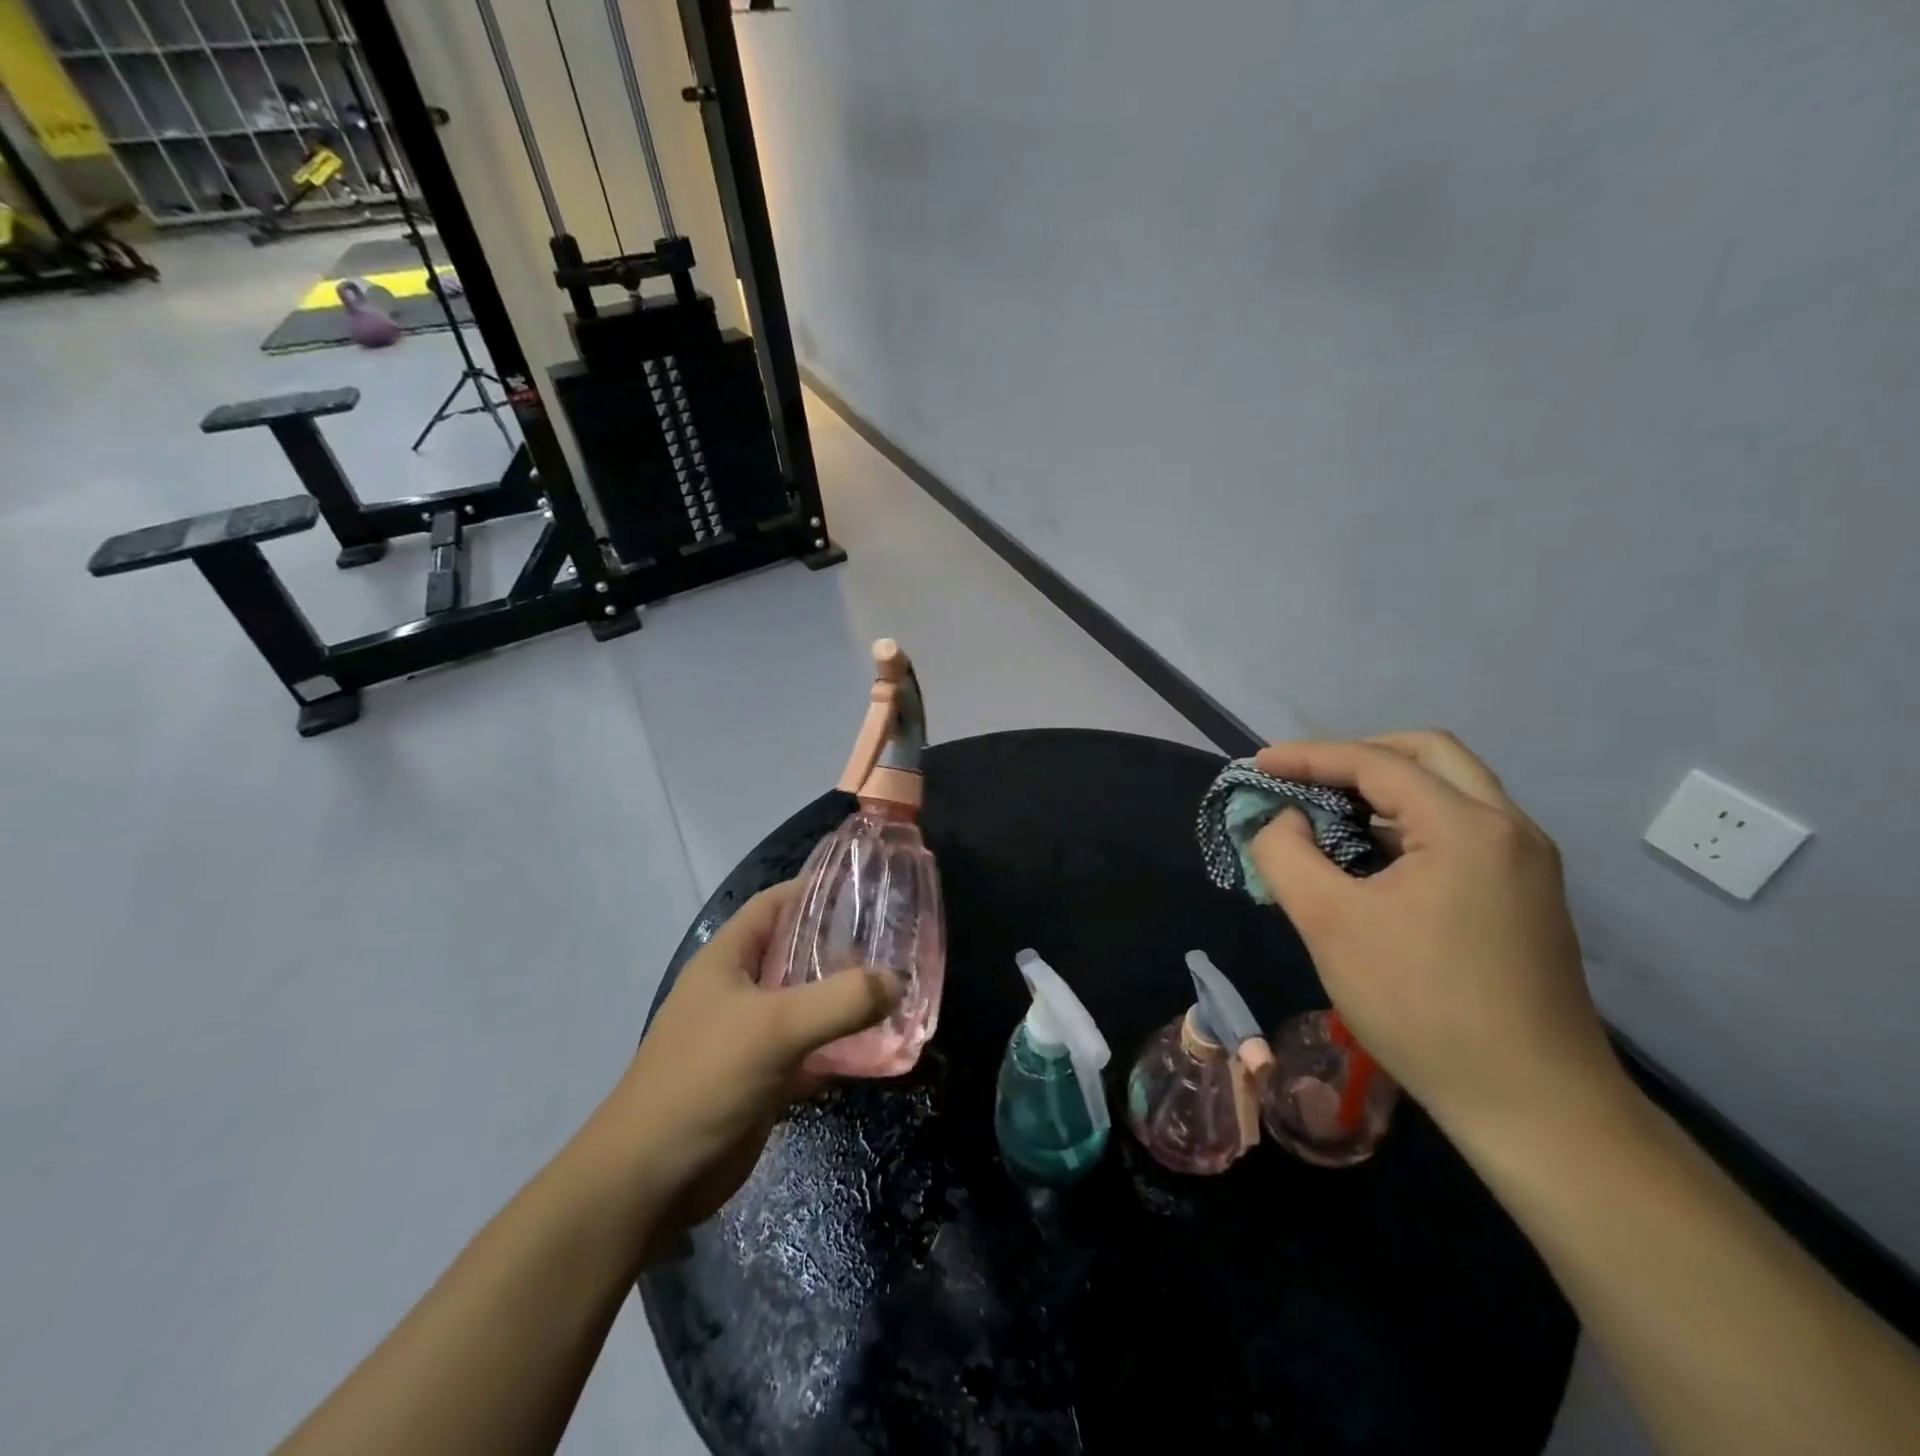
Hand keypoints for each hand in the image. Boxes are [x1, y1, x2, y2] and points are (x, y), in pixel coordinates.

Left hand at [589, 881, 898, 1257]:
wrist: (650, 1181)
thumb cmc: (703, 1079)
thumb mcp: (774, 1028)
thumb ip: (840, 1001)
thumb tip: (896, 982)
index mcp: (728, 959)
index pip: (774, 905)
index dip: (816, 889)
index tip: (868, 887)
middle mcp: (739, 990)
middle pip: (797, 953)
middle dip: (843, 947)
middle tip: (897, 941)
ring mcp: (750, 1036)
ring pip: (808, 1005)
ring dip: (847, 1001)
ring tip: (899, 990)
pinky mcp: (764, 1079)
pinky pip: (812, 1052)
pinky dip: (842, 1049)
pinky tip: (883, 1049)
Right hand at [1249, 731, 1625, 1137]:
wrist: (1533, 1104)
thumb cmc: (1421, 1006)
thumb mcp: (1327, 923)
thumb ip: (1285, 854)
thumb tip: (1284, 819)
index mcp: (1466, 825)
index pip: (1374, 762)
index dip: (1307, 756)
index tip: (1258, 766)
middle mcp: (1508, 828)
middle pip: (1428, 753)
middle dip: (1358, 755)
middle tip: (1306, 777)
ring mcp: (1526, 862)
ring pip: (1451, 789)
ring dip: (1386, 788)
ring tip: (1329, 814)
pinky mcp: (1526, 895)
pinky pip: (1462, 828)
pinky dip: (1410, 821)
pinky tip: (1372, 856)